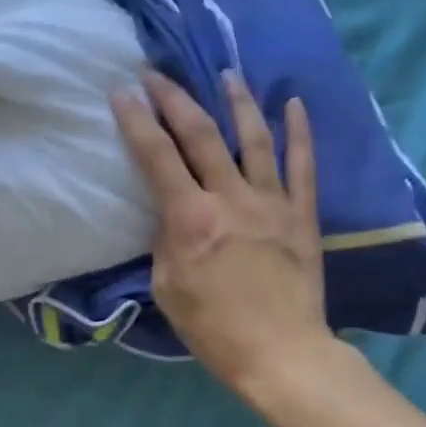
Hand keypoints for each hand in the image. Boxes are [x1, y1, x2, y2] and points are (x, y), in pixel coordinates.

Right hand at [111, 69, 339, 394]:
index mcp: (191, 219)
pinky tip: (294, 103)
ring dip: (237, 101)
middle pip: (200, 134)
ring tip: (226, 73)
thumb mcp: (167, 288)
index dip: (136, 120)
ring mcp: (272, 202)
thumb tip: (174, 214)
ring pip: (253, 138)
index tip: (122, 91)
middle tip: (158, 74)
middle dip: (175, 98)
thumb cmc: (213, 329)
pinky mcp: (303, 214)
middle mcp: (230, 198)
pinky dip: (299, 132)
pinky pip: (303, 164)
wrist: (280, 353)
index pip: (157, 156)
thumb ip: (167, 241)